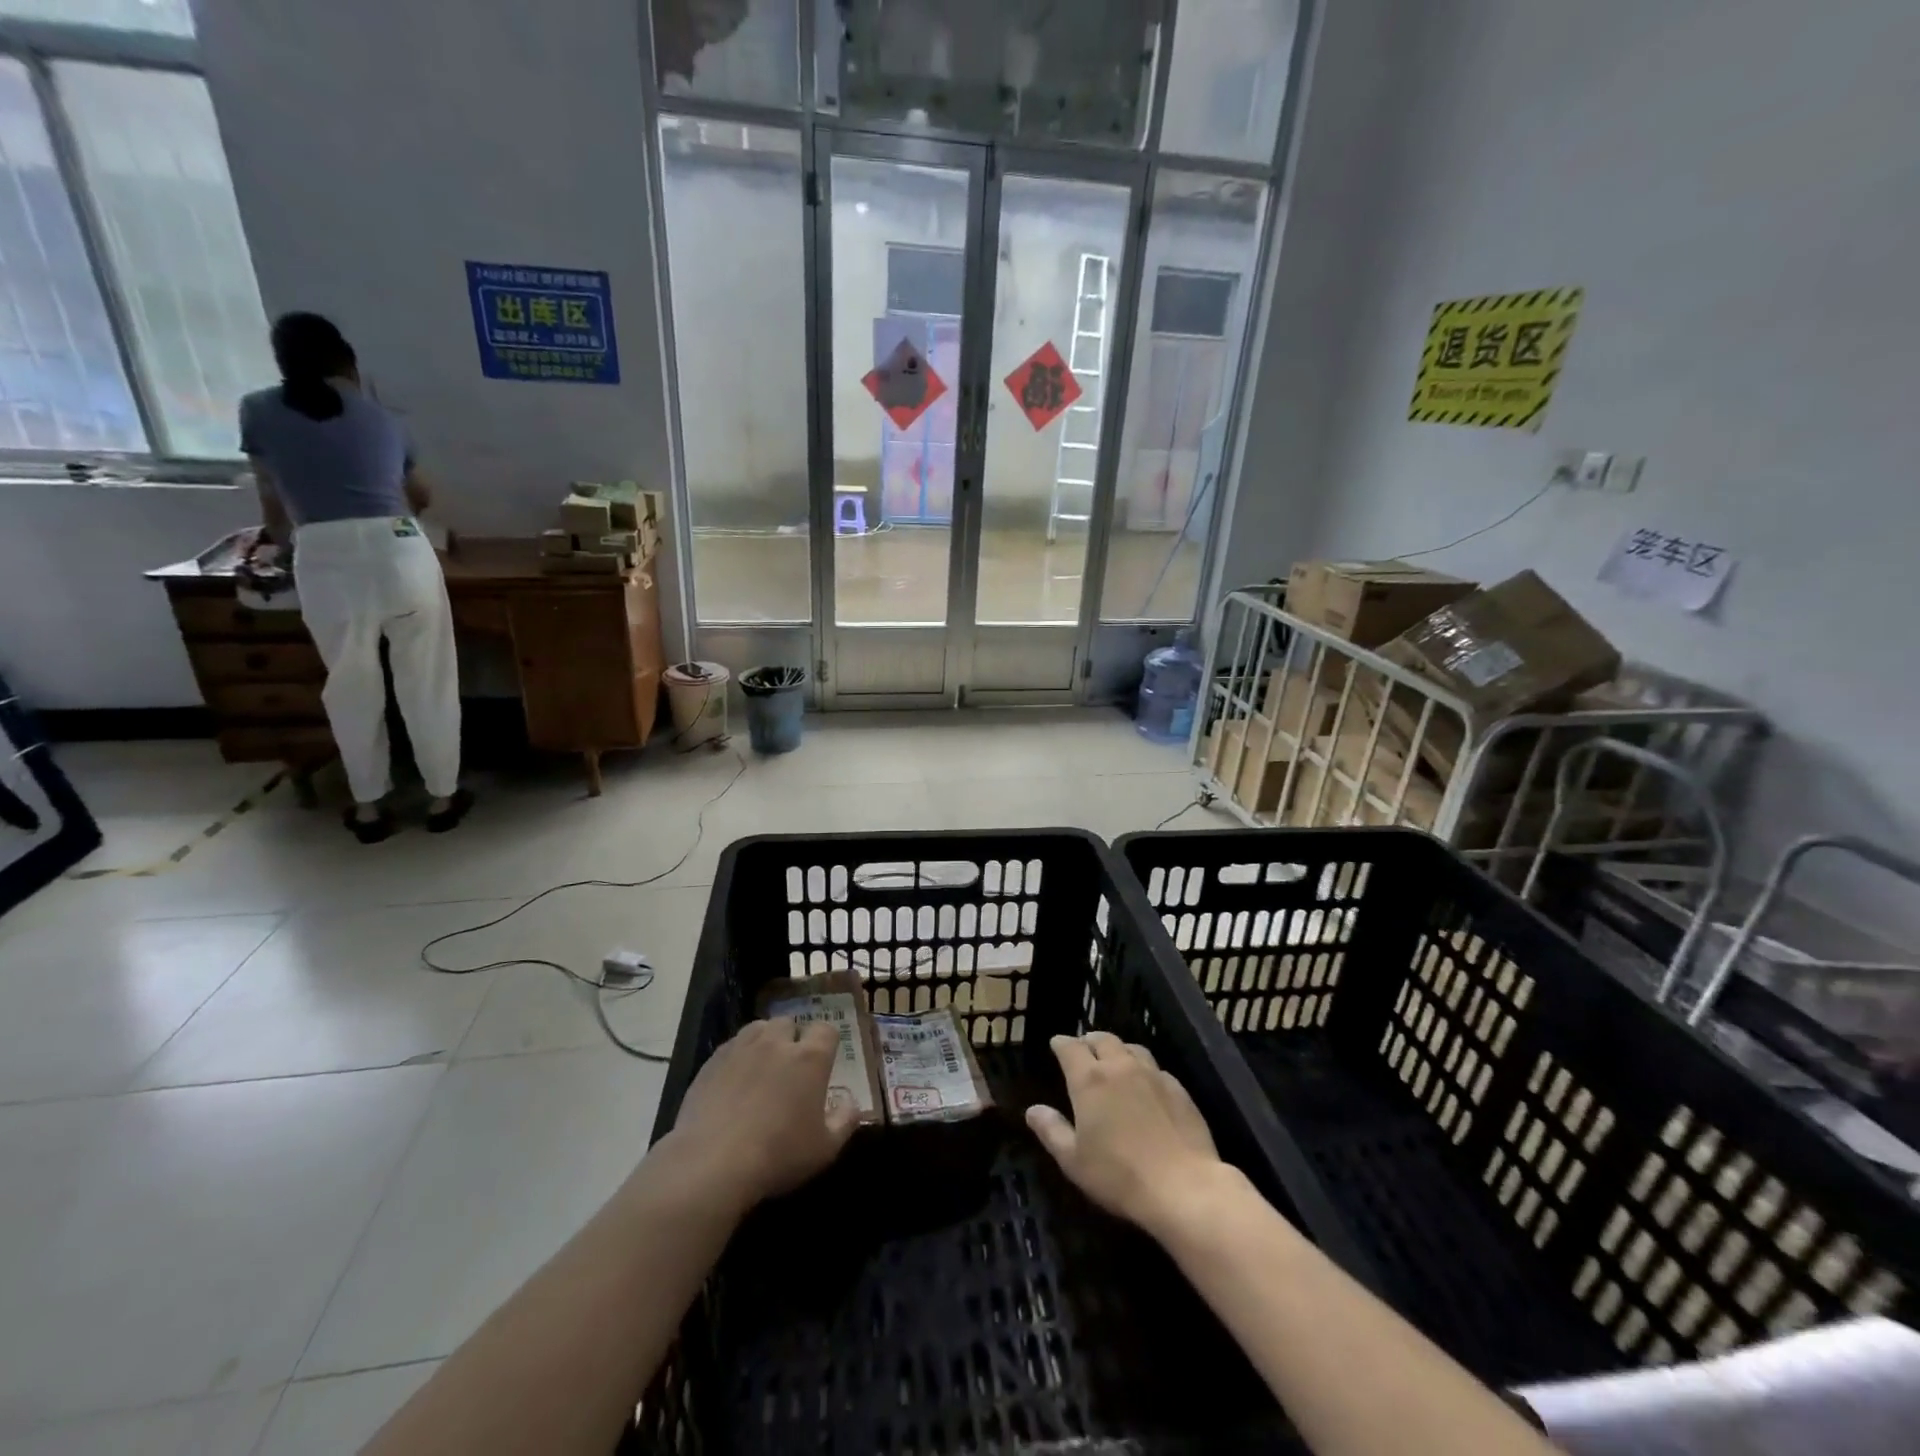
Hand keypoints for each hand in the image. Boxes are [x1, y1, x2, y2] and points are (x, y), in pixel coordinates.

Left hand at [660, 1018, 859, 1215]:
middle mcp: (777, 1042)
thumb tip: (852, 1103)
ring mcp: (742, 1048)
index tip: (824, 1063)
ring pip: (758, 1028)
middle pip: (789, 1023)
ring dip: (765, 1041)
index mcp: (810, 1058)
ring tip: (762, 1067)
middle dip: (792, 1039)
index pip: (826, 1030)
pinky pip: (731, 1046)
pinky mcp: (712, 1061)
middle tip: (790, 1068)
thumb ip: (845, 1121)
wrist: (712, 1163)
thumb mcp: (825, 1149)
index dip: (827, 1043)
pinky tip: (733, 1081)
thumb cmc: (778, 1155)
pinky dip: (738, 1056)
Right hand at [1027, 1032, 1229, 1237]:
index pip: (1070, 1047)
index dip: (1061, 1043)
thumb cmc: (1119, 1176)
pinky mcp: (1178, 1088)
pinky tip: (1145, 1085)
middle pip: (1102, 1039)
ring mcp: (1152, 1074)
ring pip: (1131, 1048)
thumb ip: (1051, 1131)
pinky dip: (1142, 1068)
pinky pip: (1154, 1067)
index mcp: (1089, 1079)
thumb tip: (1032, 1110)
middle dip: (1089, 1040)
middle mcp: (1120, 1067)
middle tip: (1084, 1049)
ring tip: (1114, 1061)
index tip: (1056, 1044)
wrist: (1183, 1187)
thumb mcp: (1074, 1161)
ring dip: (1117, 1049)